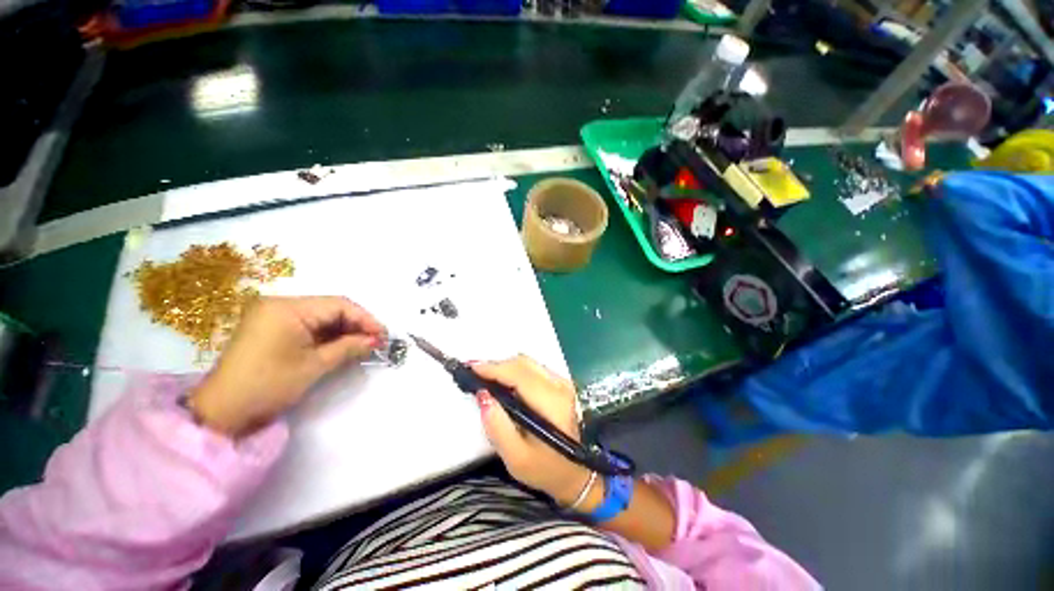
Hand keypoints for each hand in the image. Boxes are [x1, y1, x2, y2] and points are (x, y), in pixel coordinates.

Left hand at [188, 296, 384, 437]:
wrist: (222, 411)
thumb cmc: (269, 385)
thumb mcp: (315, 365)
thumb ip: (349, 347)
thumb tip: (377, 340)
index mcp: (287, 308)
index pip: (338, 305)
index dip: (366, 319)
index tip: (384, 335)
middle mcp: (279, 304)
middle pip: (330, 308)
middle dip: (356, 324)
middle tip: (376, 341)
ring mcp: (273, 314)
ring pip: (321, 316)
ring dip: (344, 330)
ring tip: (363, 344)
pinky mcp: (272, 326)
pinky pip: (308, 324)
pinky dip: (327, 334)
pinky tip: (342, 345)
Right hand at [473, 356, 593, 505]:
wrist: (579, 474)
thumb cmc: (546, 469)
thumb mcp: (517, 458)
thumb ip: (498, 427)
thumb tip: (482, 395)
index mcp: (551, 402)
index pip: (518, 374)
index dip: (493, 368)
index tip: (470, 367)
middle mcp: (559, 386)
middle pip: (523, 363)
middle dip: (496, 365)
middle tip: (473, 373)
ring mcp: (562, 383)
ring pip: (528, 363)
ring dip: (505, 367)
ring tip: (485, 377)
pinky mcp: (561, 385)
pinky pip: (534, 369)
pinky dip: (515, 370)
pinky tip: (504, 382)